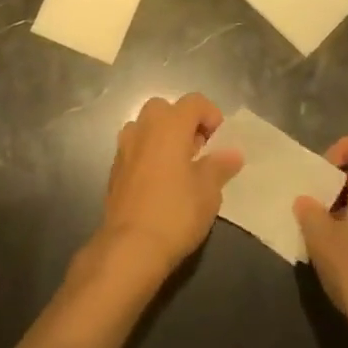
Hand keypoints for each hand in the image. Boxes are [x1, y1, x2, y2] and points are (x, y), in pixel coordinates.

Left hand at [96, 93, 241, 282]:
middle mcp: (143, 128)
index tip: (218, 140)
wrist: (130, 246)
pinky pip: (135, 147)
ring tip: (179, 166)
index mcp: (169, 125)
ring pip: (146, 126)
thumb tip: (232, 153)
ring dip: (163, 136)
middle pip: (165, 108)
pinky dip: (149, 153)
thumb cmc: (176, 213)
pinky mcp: (115, 168)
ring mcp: (124, 147)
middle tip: (198, 150)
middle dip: (183, 122)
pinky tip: (160, 182)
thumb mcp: (208, 191)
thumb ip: (220, 166)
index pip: (194, 101)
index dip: (211, 114)